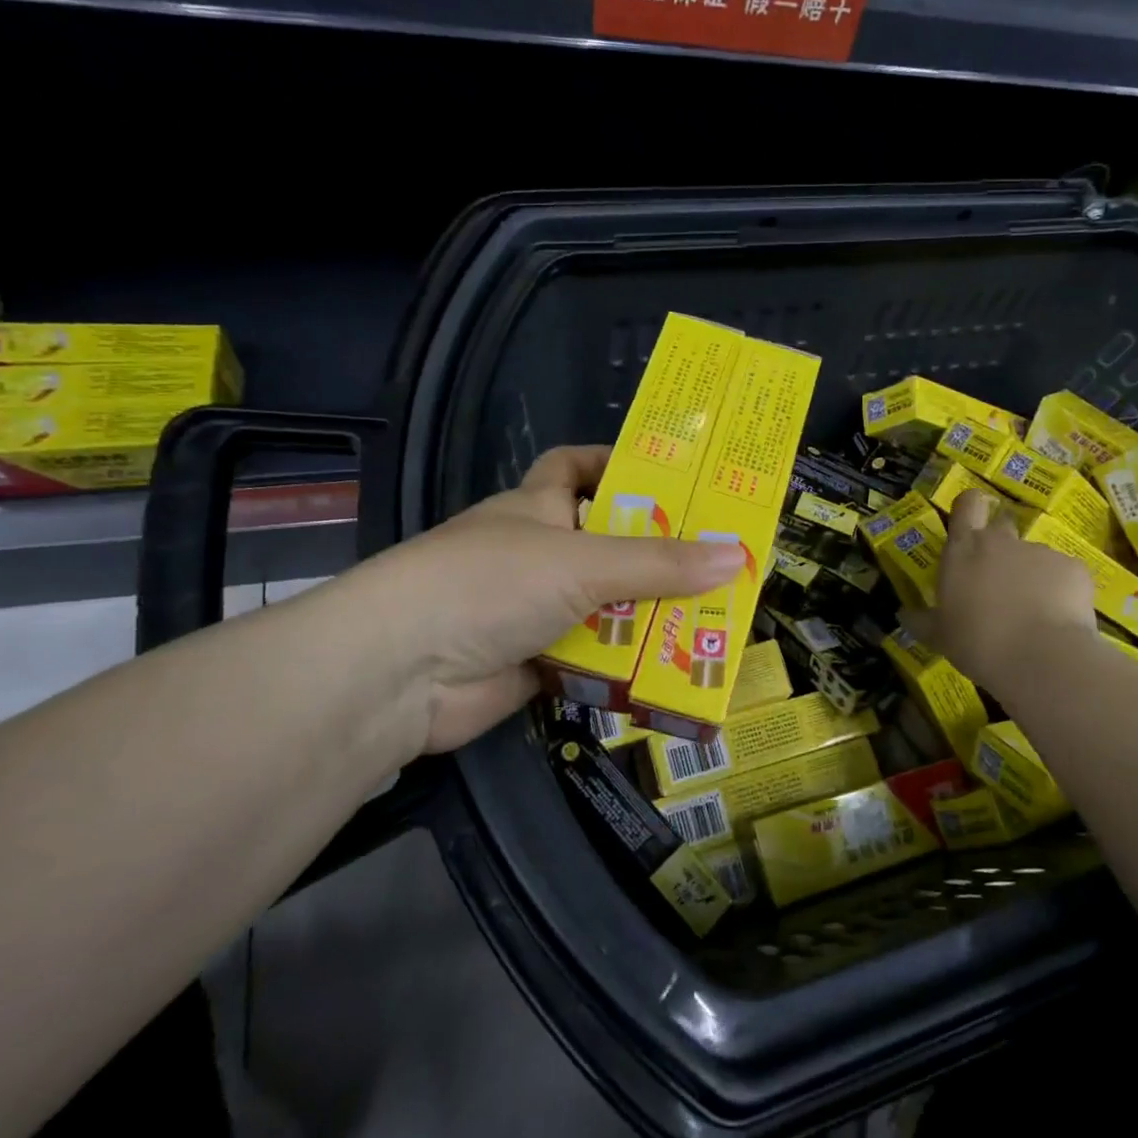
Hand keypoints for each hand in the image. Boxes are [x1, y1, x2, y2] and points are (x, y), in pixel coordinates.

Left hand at [352, 446, 745, 751]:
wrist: (400, 674)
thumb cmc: (489, 584)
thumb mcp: (582, 563)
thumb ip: (659, 564)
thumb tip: (737, 556)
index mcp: (537, 506)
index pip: (577, 466)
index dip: (619, 463)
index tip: (677, 477)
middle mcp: (537, 553)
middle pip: (608, 544)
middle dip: (659, 554)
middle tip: (723, 562)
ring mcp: (534, 610)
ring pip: (607, 606)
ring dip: (651, 617)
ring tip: (715, 621)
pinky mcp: (536, 663)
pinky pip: (594, 659)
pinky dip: (626, 665)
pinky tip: (674, 670)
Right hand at [906, 489, 1103, 694]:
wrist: (1040, 658)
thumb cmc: (976, 642)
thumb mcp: (939, 636)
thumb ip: (922, 621)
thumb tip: (904, 615)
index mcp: (963, 550)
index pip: (967, 504)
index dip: (970, 507)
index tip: (971, 521)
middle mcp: (1001, 541)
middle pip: (1002, 525)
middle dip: (1001, 546)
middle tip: (999, 580)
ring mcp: (1040, 552)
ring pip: (1033, 557)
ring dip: (1031, 576)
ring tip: (1032, 613)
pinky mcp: (1074, 568)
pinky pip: (1063, 575)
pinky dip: (1060, 592)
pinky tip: (1058, 620)